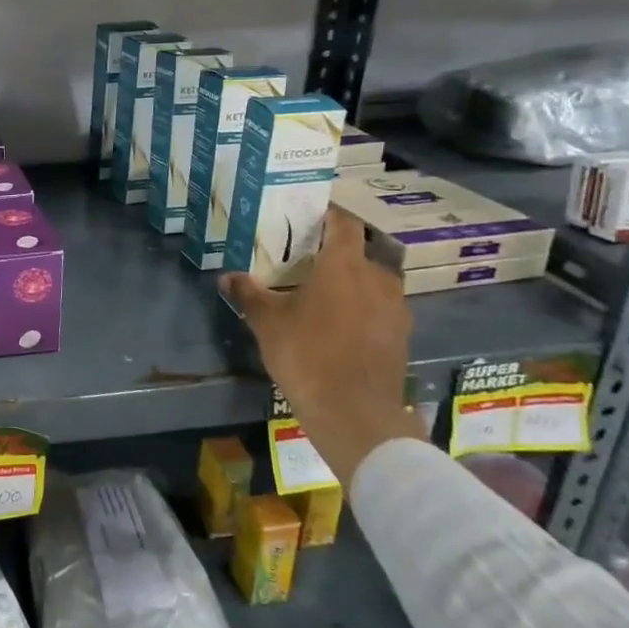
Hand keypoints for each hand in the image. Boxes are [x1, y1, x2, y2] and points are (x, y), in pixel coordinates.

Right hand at [221, 208, 424, 486]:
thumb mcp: (267, 322)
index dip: (329, 214)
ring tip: (323, 294)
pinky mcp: (401, 335)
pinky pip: (380, 308)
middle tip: (307, 260)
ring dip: (352, 282)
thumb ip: (248, 294)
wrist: (354, 413)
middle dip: (335, 253)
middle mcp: (376, 278)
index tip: (309, 214)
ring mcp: (395, 308)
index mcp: (344, 265)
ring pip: (372, 281)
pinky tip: (340, 325)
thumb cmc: (307, 354)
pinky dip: (362, 308)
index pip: (343, 223)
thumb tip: (227, 277)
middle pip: (359, 252)